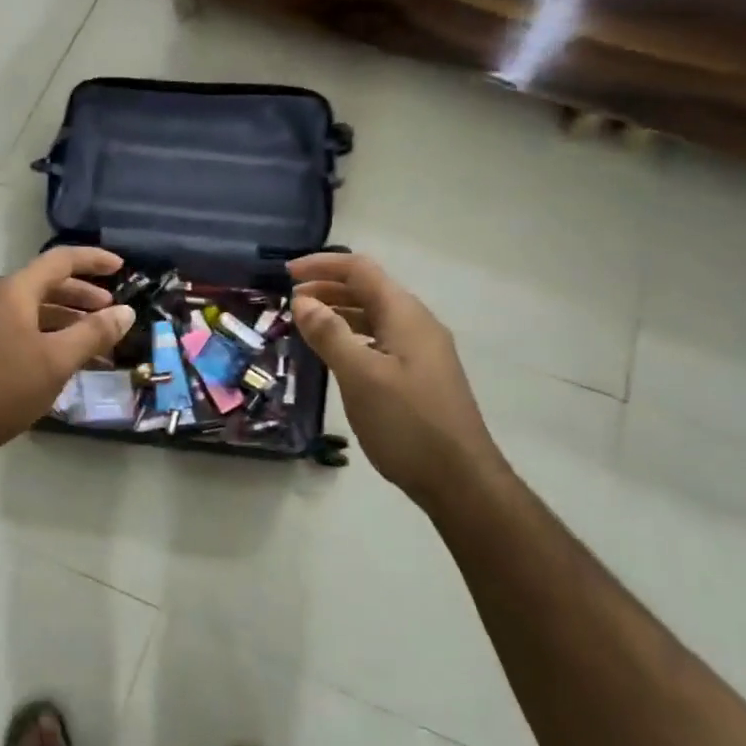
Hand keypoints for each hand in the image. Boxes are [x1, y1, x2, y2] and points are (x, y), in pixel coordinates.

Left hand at [0, 247, 137, 470]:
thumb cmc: (0, 388)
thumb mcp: (55, 361)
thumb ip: (93, 334)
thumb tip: (125, 312)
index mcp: (14, 291)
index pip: (61, 260)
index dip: (94, 260)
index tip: (123, 267)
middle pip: (46, 285)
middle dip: (83, 296)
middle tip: (111, 313)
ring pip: (34, 312)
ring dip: (67, 323)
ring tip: (96, 346)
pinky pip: (21, 332)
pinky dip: (48, 340)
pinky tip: (62, 365)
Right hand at [289, 253, 502, 501]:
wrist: (460, 479)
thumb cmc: (408, 423)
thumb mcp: (361, 376)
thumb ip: (330, 334)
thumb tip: (302, 300)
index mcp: (405, 315)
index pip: (361, 270)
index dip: (322, 266)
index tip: (285, 273)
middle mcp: (416, 325)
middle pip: (368, 290)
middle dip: (327, 288)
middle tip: (289, 301)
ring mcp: (421, 352)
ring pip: (374, 317)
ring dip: (338, 313)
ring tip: (303, 325)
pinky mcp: (419, 376)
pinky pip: (379, 341)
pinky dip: (351, 337)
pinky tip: (334, 356)